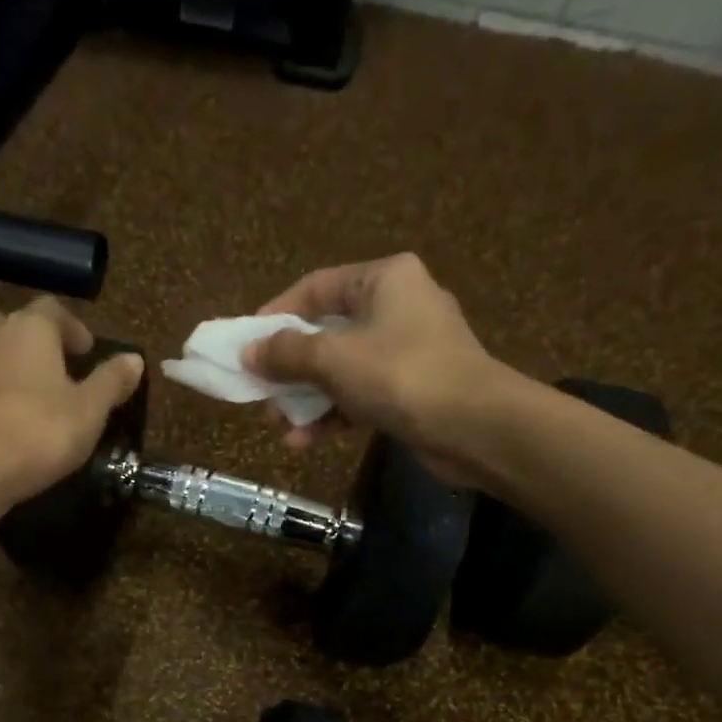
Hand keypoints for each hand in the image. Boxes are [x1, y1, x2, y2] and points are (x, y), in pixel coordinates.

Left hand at [0, 297, 143, 504]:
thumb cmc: (41, 429)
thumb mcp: (90, 409)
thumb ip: (112, 381)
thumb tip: (134, 359)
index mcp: (30, 327)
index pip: (54, 310)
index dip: (74, 329)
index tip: (89, 352)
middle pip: (18, 326)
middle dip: (40, 343)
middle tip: (62, 370)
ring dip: (18, 368)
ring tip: (41, 398)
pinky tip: (16, 423)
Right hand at [245, 253, 529, 481]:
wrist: (476, 427)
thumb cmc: (402, 375)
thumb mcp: (334, 359)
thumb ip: (286, 353)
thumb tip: (248, 352)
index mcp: (384, 279)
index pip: (315, 288)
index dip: (275, 316)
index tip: (245, 346)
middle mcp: (397, 306)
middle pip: (325, 332)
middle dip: (289, 369)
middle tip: (260, 395)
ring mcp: (406, 351)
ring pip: (340, 370)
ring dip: (306, 399)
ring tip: (279, 427)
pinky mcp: (411, 390)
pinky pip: (359, 396)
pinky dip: (332, 416)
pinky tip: (305, 442)